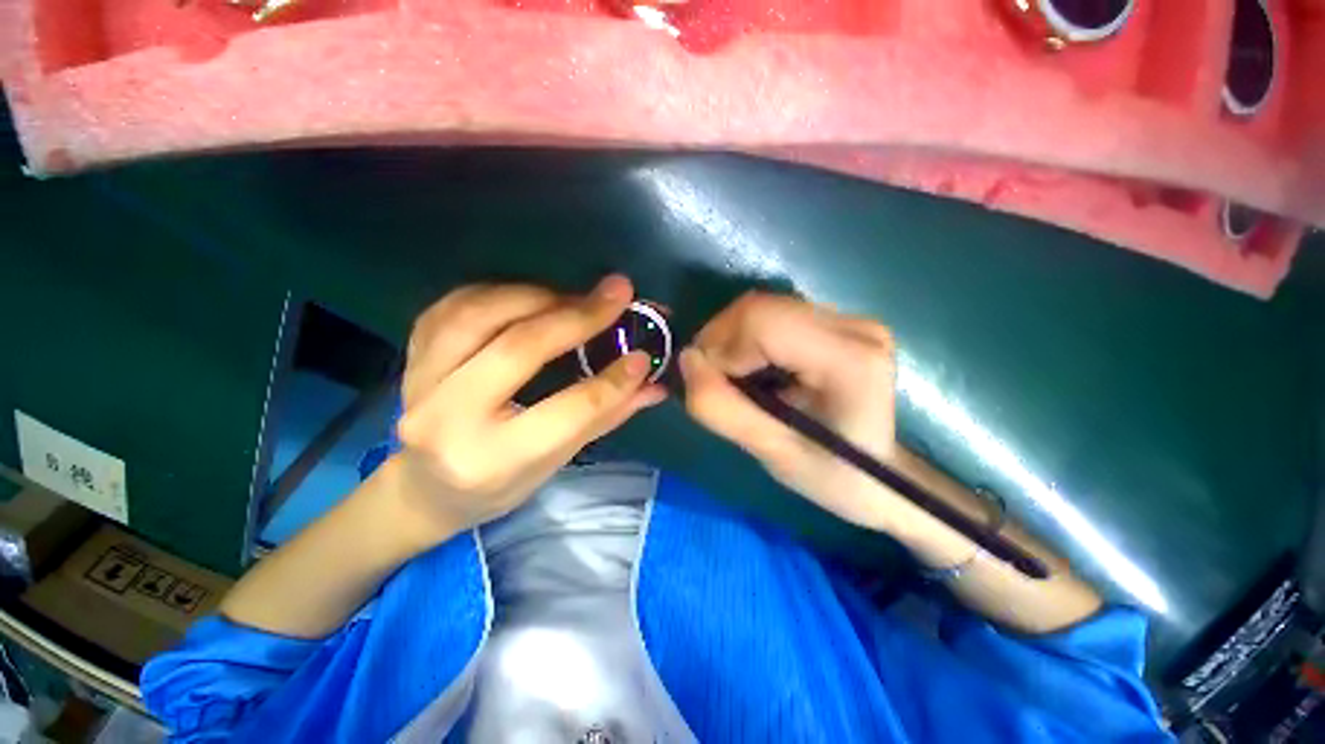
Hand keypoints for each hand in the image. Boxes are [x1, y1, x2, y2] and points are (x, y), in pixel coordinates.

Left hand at [387, 276, 666, 543]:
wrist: (424, 490)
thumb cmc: (497, 486)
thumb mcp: (555, 463)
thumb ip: (604, 418)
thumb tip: (653, 386)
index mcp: (493, 459)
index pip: (569, 411)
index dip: (613, 381)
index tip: (643, 355)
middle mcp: (448, 419)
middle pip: (520, 349)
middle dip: (577, 317)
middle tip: (618, 293)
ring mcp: (419, 382)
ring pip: (481, 315)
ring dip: (538, 295)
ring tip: (575, 296)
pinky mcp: (411, 357)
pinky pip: (454, 305)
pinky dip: (500, 291)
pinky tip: (531, 296)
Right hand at [678, 292, 904, 531]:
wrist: (878, 476)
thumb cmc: (831, 475)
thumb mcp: (771, 452)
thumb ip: (721, 408)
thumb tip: (687, 360)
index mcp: (849, 360)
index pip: (764, 324)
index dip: (722, 348)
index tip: (711, 383)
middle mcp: (854, 326)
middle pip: (760, 308)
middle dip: (721, 341)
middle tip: (713, 379)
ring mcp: (848, 318)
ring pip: (762, 306)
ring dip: (730, 337)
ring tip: (730, 375)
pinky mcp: (836, 320)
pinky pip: (772, 313)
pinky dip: (746, 336)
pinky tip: (749, 365)